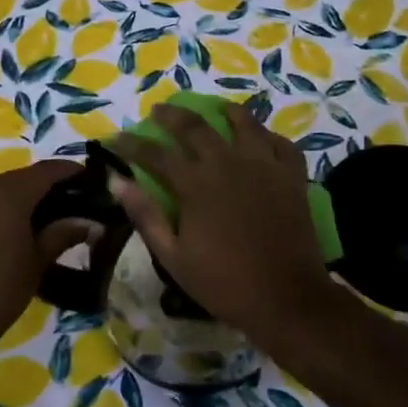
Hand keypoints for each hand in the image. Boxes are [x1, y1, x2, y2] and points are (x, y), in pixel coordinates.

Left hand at [0, 159, 91, 346]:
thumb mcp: (38, 261)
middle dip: (50, 185)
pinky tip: (19, 228)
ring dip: (26, 196)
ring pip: (3, 189)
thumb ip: (63, 234)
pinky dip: (6, 208)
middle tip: (75, 202)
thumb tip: (92, 224)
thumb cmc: (0, 288)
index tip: (92, 180)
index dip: (71, 171)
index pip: (47, 170)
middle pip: (24, 176)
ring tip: (50, 217)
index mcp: (9, 194)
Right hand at [109, 103, 336, 339]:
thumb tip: (116, 181)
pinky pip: (281, 144)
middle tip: (158, 110)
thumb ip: (145, 214)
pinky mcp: (292, 176)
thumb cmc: (224, 282)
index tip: (115, 137)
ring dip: (224, 111)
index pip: (154, 153)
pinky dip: (269, 136)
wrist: (287, 299)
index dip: (131, 143)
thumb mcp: (173, 256)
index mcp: (195, 184)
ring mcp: (264, 166)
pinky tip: (262, 139)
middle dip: (171, 115)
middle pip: (195, 127)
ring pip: (243, 123)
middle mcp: (227, 163)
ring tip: (216, 108)